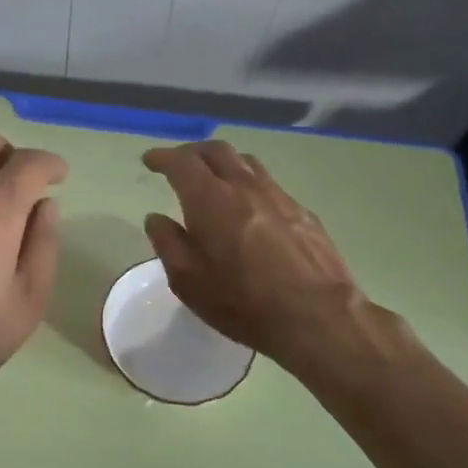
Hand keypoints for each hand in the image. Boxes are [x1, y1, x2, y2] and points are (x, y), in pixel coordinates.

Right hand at [142, 140, 397, 378]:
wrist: (317, 316)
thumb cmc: (242, 302)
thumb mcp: (188, 281)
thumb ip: (168, 243)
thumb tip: (156, 218)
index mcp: (210, 199)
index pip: (181, 162)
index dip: (162, 157)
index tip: (150, 161)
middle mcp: (244, 186)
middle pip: (216, 151)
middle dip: (192, 152)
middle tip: (178, 165)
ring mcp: (278, 196)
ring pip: (246, 162)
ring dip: (223, 163)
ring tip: (214, 179)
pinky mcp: (302, 212)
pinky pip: (269, 184)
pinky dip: (249, 184)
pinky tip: (249, 207)